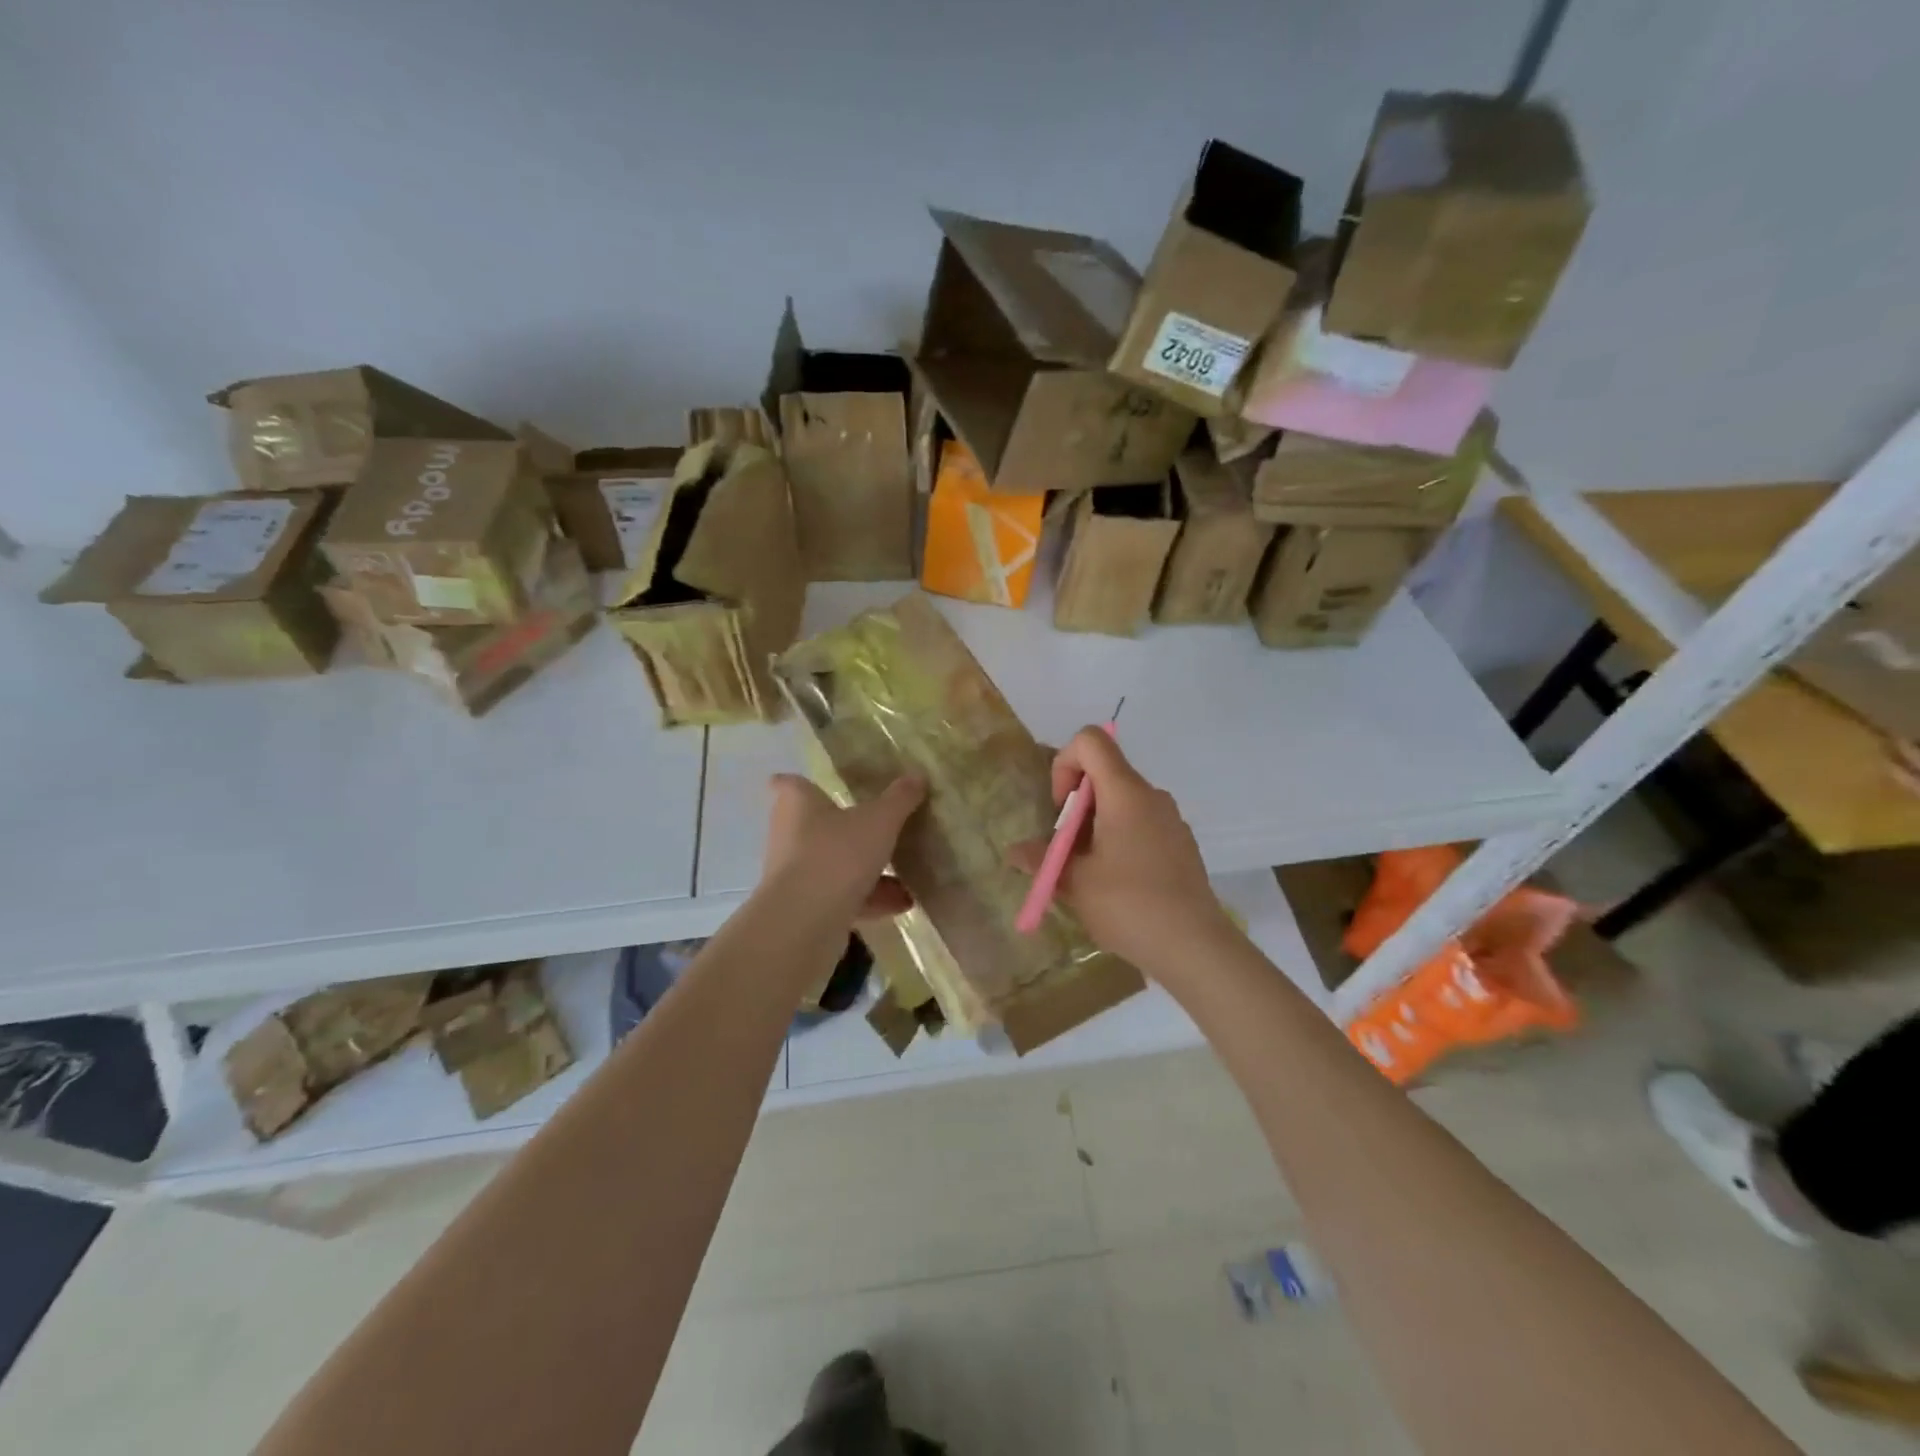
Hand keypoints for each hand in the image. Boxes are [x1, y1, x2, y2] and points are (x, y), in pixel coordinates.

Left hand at [762, 774, 924, 925]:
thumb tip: (917, 775)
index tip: (818, 785)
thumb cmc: (837, 853)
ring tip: (904, 872)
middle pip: (815, 825)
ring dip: (866, 869)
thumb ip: (899, 799)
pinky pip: (842, 896)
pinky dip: (870, 898)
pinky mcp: (806, 909)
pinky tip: (903, 903)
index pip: (788, 784)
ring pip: (834, 864)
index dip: (801, 783)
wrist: (805, 921)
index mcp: (798, 804)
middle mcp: (789, 835)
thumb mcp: (879, 821)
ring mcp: (795, 875)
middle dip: (845, 828)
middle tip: (876, 824)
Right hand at [1008, 728, 1230, 973]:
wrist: (1195, 946)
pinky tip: (1118, 883)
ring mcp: (1171, 819)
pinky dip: (1120, 839)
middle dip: (1076, 804)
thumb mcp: (1075, 883)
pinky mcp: (1181, 844)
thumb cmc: (1129, 905)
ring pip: (1122, 802)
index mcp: (1126, 793)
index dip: (1065, 764)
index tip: (1061, 810)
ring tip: (1088, 872)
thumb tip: (1015, 852)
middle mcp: (1152, 796)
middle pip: (1105, 773)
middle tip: (1067, 849)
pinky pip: (1141, 824)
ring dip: (1096, 825)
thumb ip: (1042, 859)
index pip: (1091, 741)